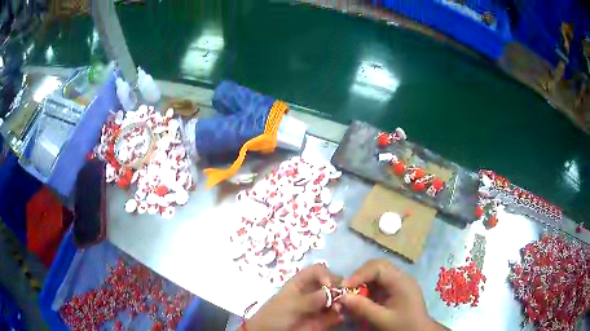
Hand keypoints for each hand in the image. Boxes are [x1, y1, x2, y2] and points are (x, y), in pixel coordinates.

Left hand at [246, 264, 341, 330]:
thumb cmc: (275, 316)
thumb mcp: (292, 305)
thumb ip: (313, 298)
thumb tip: (334, 290)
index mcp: (299, 284)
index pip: (317, 271)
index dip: (326, 275)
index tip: (331, 286)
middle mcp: (310, 294)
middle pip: (330, 285)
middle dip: (338, 289)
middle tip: (342, 297)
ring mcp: (316, 308)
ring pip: (334, 300)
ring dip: (340, 303)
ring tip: (338, 309)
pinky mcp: (319, 322)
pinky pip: (334, 316)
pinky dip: (338, 316)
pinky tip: (339, 318)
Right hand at [339, 259, 443, 330]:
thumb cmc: (404, 325)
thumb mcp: (383, 319)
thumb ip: (363, 308)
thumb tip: (341, 296)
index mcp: (401, 281)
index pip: (378, 267)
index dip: (359, 274)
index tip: (344, 287)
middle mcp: (400, 277)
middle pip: (377, 266)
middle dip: (359, 276)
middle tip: (346, 290)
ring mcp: (399, 282)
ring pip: (376, 273)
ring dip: (362, 282)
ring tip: (352, 295)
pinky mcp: (395, 289)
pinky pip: (378, 282)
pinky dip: (367, 288)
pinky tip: (362, 299)